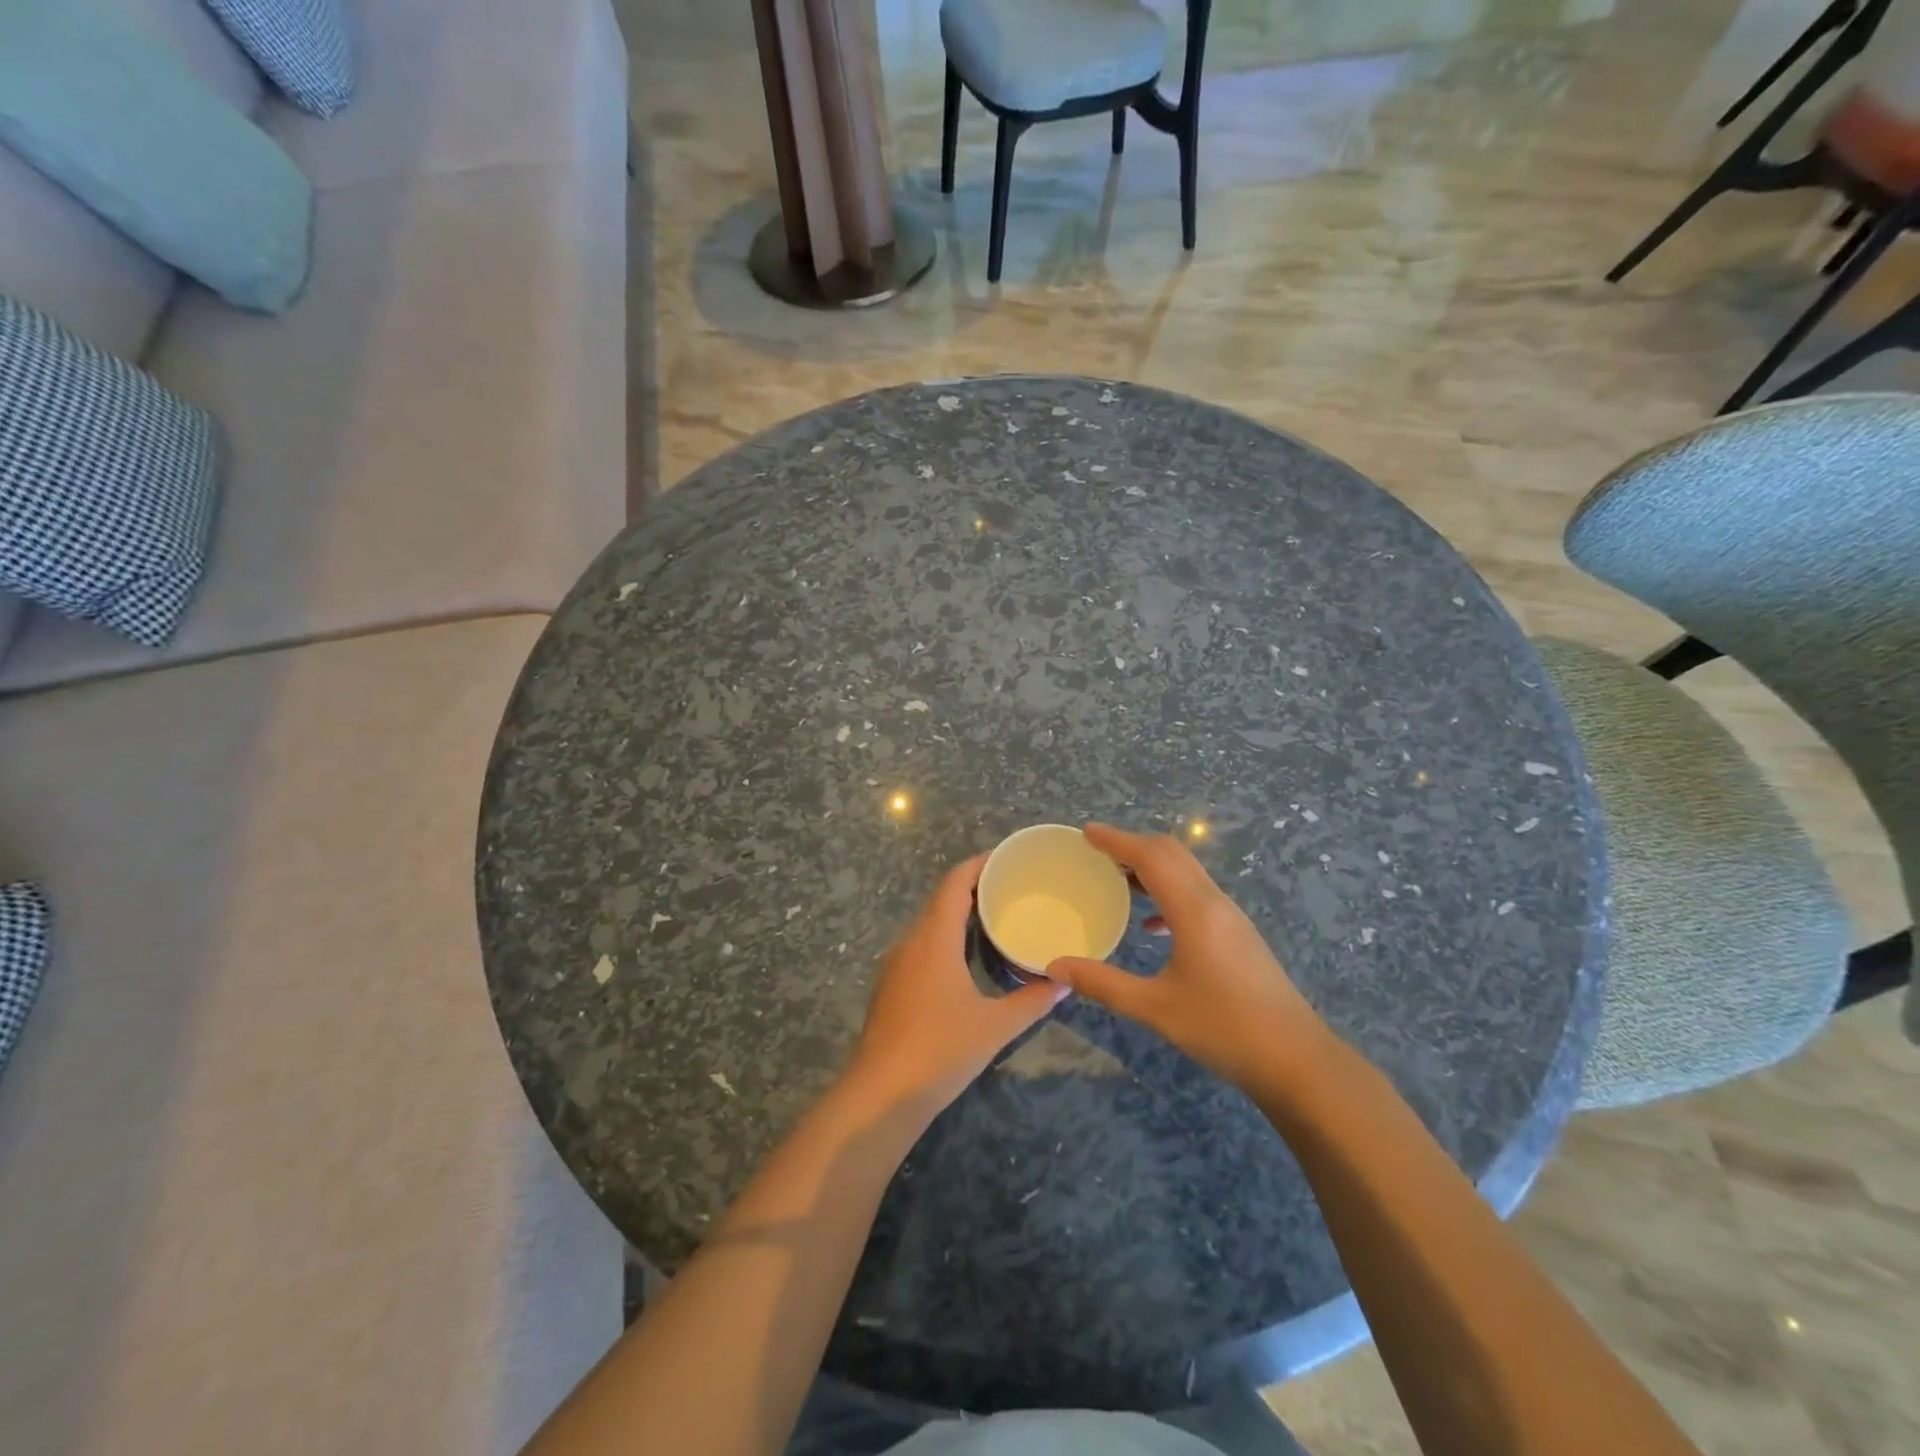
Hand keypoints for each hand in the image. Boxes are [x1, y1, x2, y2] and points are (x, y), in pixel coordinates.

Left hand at [845, 854, 1067, 1112]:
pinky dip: (944, 939)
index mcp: (934, 938)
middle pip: (941, 900)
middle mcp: (911, 942)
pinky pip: (921, 947)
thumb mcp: (995, 1027)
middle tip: (1010, 889)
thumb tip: (1065, 983)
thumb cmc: (940, 1050)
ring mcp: (896, 965)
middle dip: (973, 889)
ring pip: (928, 925)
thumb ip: (1032, 1002)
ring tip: (993, 918)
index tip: (1005, 858)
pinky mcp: (890, 987)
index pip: (954, 883)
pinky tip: (965, 959)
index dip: (978, 865)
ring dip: (957, 915)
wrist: (881, 1094)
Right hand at [1047, 824, 1329, 1091]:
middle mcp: (1214, 903)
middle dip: (1133, 846)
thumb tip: (1055, 967)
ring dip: (1151, 867)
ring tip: (1117, 880)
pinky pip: (1197, 895)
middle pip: (1171, 854)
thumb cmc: (1224, 1029)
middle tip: (1096, 852)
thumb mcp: (1156, 1009)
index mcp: (1193, 910)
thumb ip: (1103, 984)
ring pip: (1186, 873)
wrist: (1297, 1060)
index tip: (1086, 833)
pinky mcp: (1238, 935)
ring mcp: (1230, 918)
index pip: (1150, 856)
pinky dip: (1168, 893)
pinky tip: (1152, 925)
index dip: (1116, 840)